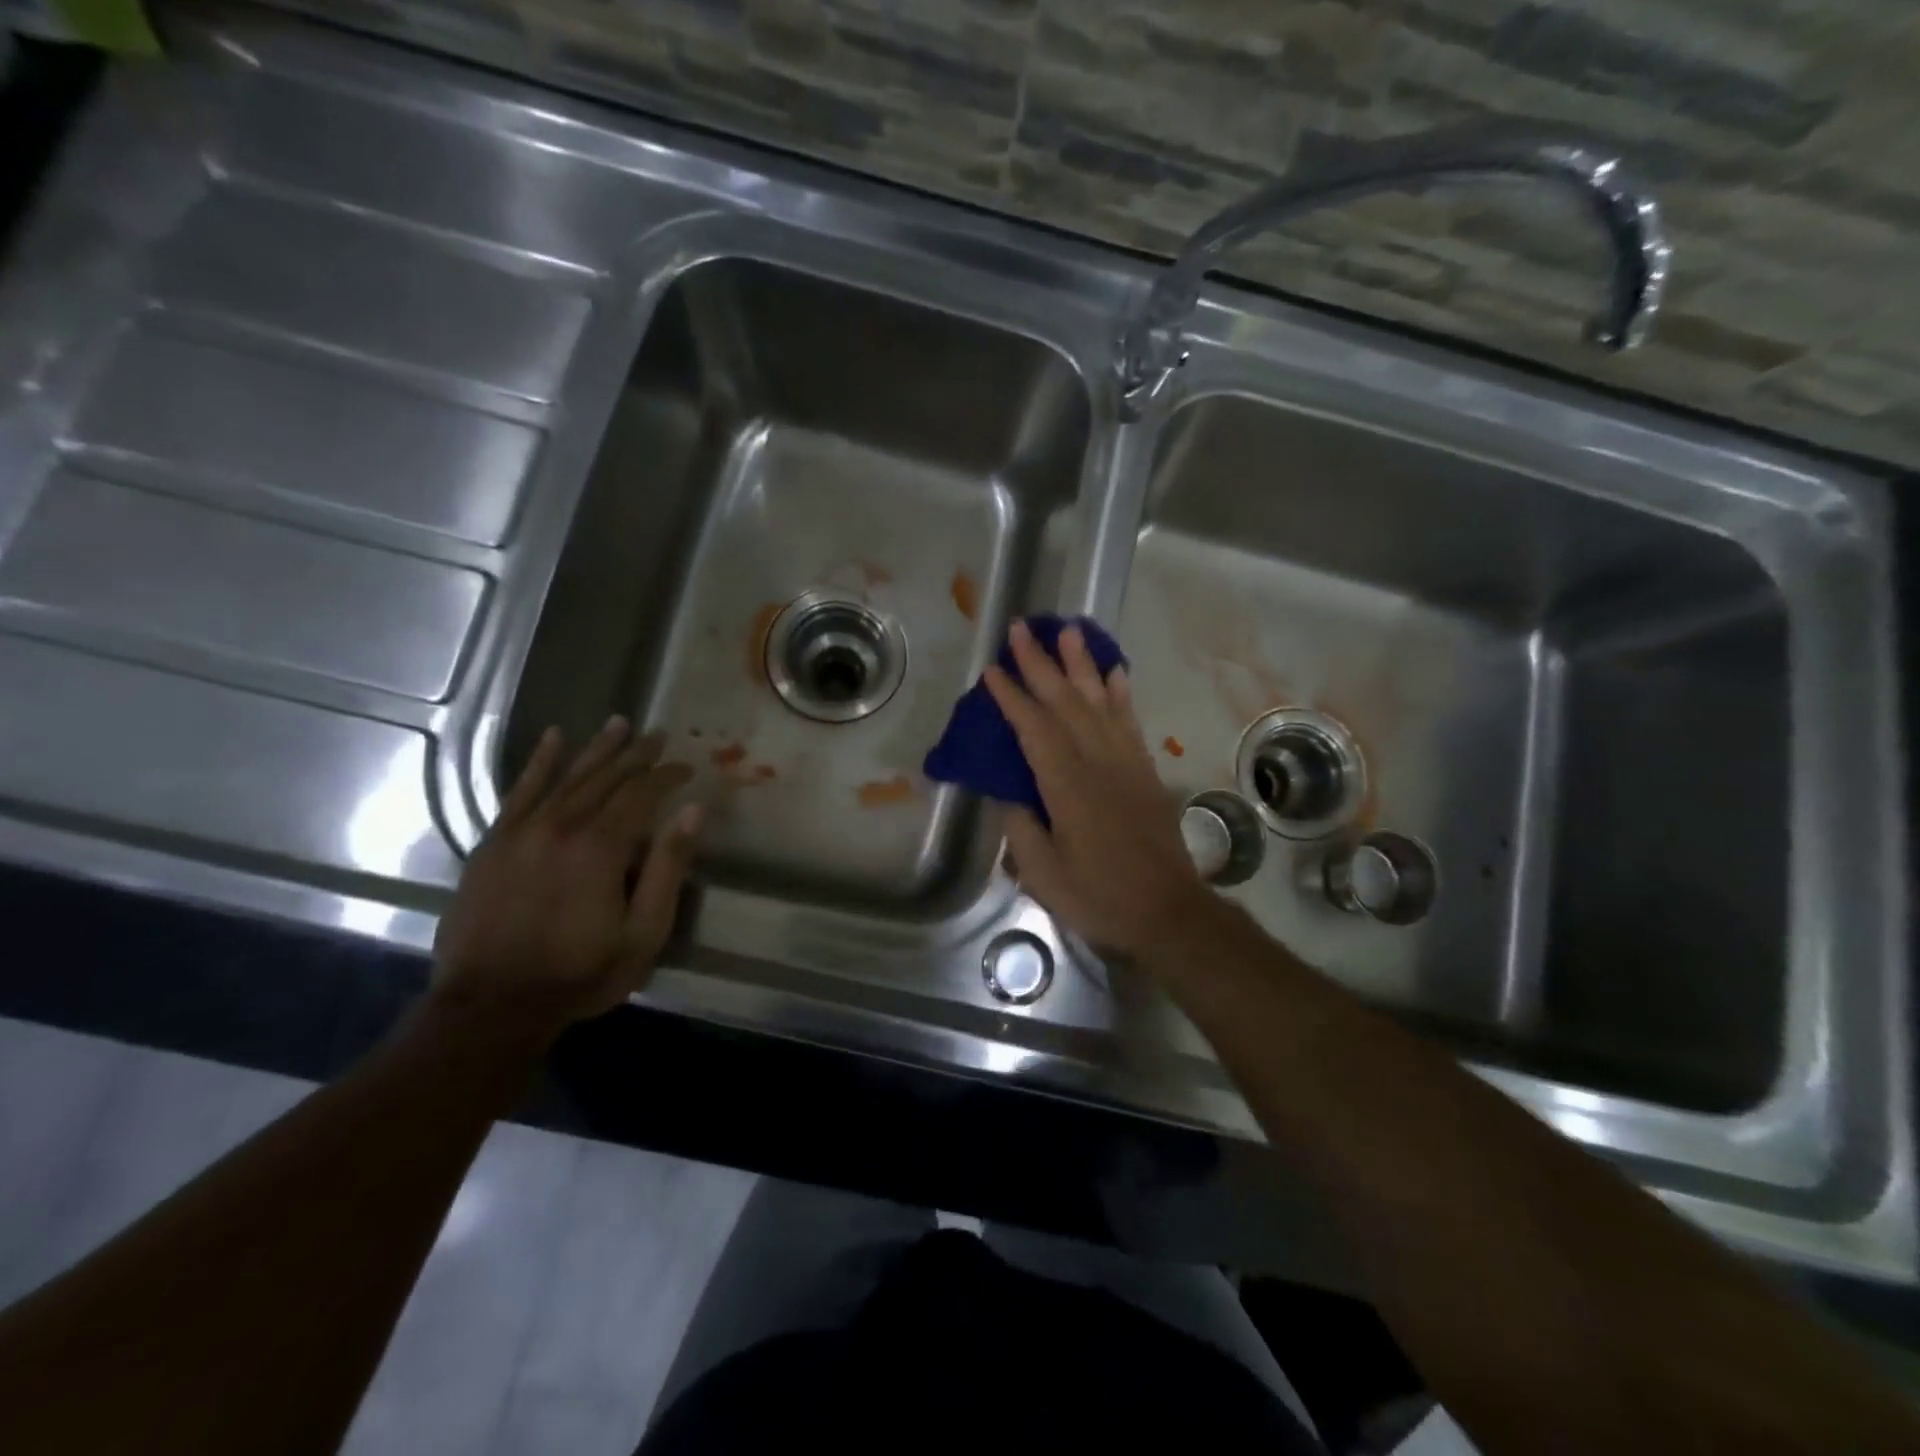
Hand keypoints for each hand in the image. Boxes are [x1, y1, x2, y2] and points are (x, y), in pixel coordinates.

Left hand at [430, 717, 701, 1038]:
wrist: (489, 1008)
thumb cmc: (579, 974)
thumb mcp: (643, 931)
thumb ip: (668, 867)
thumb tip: (694, 810)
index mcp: (601, 847)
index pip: (642, 794)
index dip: (667, 776)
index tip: (688, 767)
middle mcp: (561, 826)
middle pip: (606, 778)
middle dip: (636, 755)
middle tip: (658, 735)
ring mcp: (522, 832)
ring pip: (567, 777)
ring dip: (596, 749)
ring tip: (618, 723)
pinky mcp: (494, 843)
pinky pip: (520, 791)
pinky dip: (539, 763)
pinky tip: (554, 739)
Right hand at [983, 620, 1210, 956]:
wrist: (1168, 911)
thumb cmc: (1100, 896)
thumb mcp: (1044, 875)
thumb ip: (1021, 830)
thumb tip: (1008, 794)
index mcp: (1067, 787)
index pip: (1034, 730)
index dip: (1011, 698)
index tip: (992, 669)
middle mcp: (1098, 763)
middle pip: (1065, 703)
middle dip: (1041, 663)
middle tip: (1023, 627)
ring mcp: (1126, 763)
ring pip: (1100, 702)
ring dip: (1082, 664)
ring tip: (1069, 631)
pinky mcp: (1145, 770)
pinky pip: (1130, 722)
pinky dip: (1121, 693)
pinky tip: (1114, 672)